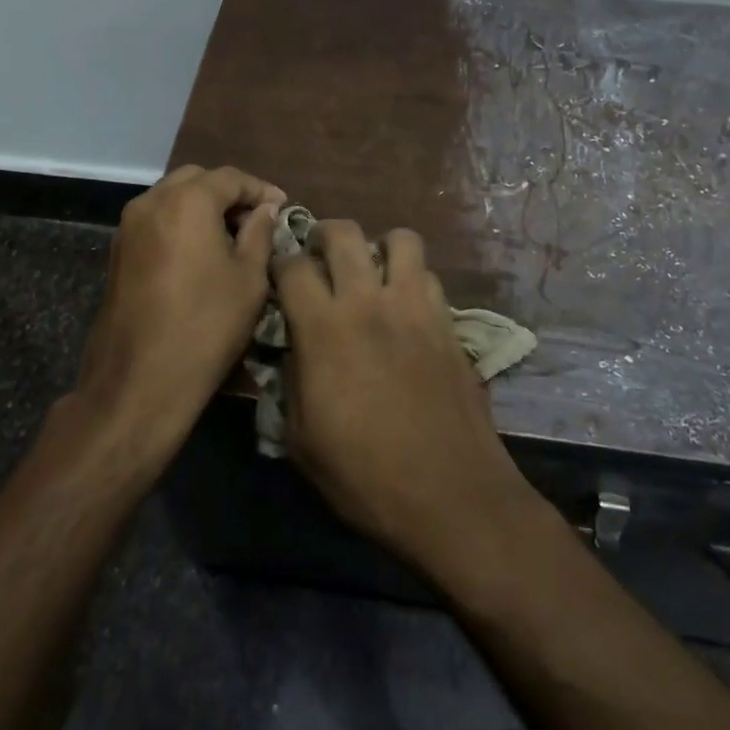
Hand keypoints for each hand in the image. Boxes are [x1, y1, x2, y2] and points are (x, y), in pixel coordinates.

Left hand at [76, 164, 285, 459]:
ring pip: (172, 197)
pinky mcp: (118, 252)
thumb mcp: (249, 279)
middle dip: (229, 193)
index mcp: (187, 202)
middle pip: (197, 180)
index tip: (283, 206)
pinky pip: (156, 220)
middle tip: (257, 219)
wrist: (139, 382)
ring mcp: (128, 226)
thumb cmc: (206, 326)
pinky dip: (181, 223)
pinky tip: (201, 251)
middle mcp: (151, 202)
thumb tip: (264, 209)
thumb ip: (259, 233)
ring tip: (232, 235)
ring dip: (203, 206)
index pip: (230, 178)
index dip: (260, 189)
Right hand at [274, 221, 537, 574]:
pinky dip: (413, 278)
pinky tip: (406, 306)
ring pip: (400, 239)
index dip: (279, 261)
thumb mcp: (302, 441)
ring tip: (372, 271)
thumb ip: (290, 381)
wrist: (451, 496)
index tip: (278, 271)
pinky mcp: (448, 321)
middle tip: (321, 255)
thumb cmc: (365, 477)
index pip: (292, 266)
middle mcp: (369, 302)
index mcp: (324, 329)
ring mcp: (415, 307)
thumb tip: (293, 348)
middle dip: (325, 234)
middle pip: (344, 233)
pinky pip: (429, 276)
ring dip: (380, 246)